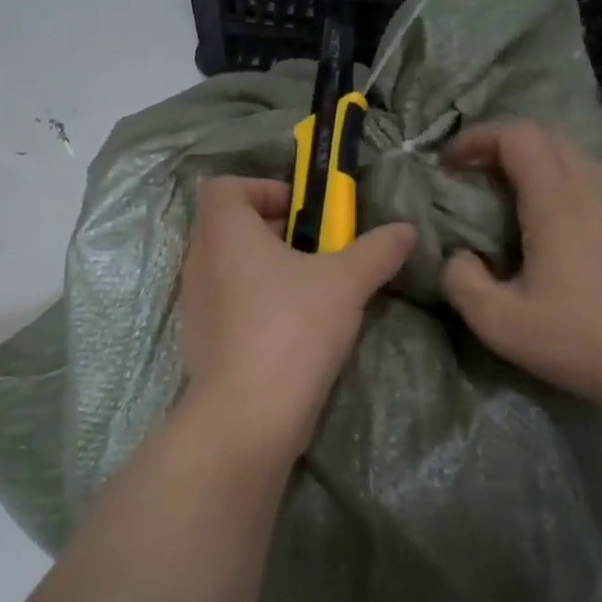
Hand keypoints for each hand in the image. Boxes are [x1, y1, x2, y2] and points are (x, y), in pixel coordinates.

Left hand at [179, 176, 415, 459]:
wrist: (248, 414)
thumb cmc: (292, 328)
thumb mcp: (345, 283)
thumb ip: (377, 251)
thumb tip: (406, 230)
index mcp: (224, 232)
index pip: (227, 186)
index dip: (265, 189)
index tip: (305, 212)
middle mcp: (200, 261)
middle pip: (232, 227)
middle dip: (279, 231)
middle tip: (321, 251)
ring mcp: (196, 304)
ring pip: (233, 268)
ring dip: (271, 270)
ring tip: (315, 291)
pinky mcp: (202, 341)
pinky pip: (230, 305)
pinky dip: (258, 304)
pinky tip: (296, 330)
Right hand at [440, 120, 601, 416]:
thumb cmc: (576, 341)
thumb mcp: (498, 323)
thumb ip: (461, 281)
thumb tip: (460, 256)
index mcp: (558, 203)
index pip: (518, 136)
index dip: (478, 138)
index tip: (452, 164)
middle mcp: (595, 187)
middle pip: (546, 137)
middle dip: (503, 146)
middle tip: (475, 177)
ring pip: (575, 155)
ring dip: (537, 162)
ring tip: (513, 196)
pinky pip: (598, 178)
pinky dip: (567, 180)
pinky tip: (559, 219)